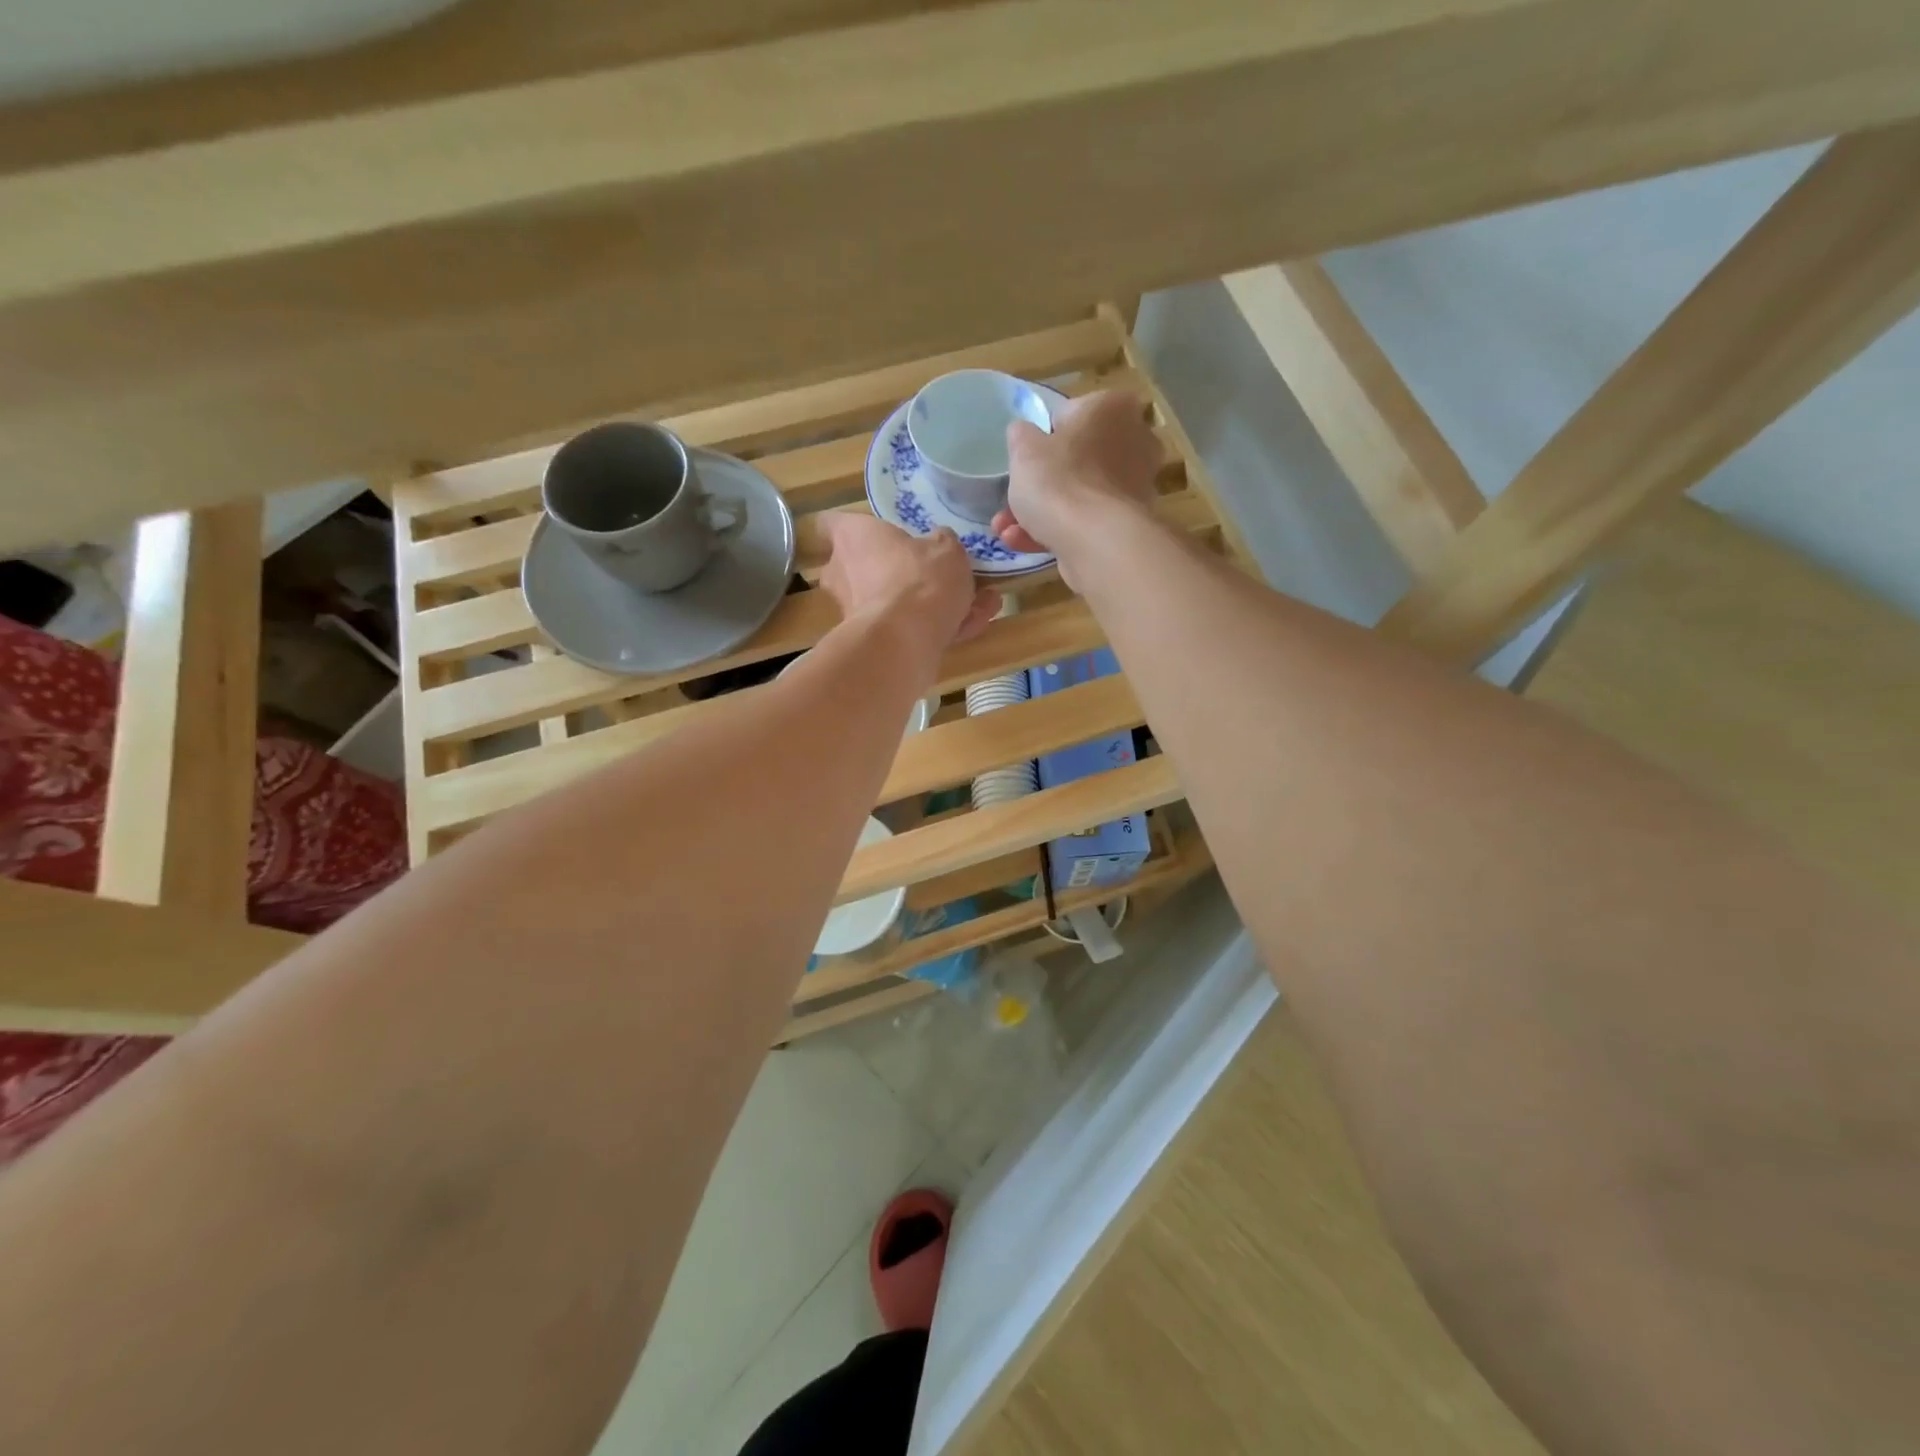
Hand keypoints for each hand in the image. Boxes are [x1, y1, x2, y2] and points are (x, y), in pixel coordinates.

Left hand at [819, 512, 1000, 665]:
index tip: (876, 531)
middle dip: (901, 572)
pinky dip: (937, 628)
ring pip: (895, 602)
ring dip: (932, 604)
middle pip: (865, 567)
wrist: (905, 641)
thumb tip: (937, 544)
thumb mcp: (945, 548)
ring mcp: (854, 612)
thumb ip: (940, 543)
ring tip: (980, 604)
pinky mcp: (872, 643)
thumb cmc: (918, 578)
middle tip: (939, 573)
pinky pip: (906, 629)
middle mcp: (844, 573)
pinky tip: (976, 625)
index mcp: (852, 537)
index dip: (855, 527)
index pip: (831, 523)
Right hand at [993, 390, 1161, 584]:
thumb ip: (1021, 435)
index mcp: (1113, 408)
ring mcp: (1134, 486)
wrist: (1095, 543)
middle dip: (1040, 484)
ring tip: (1007, 531)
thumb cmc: (1059, 481)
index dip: (1043, 438)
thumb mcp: (1023, 449)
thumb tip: (1024, 433)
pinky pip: (1086, 521)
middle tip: (1012, 501)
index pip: (1071, 414)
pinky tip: (1023, 543)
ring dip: (1040, 513)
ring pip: (1078, 495)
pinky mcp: (1128, 525)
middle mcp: (1134, 441)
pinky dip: (1057, 531)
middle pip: (1076, 460)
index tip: (1027, 459)